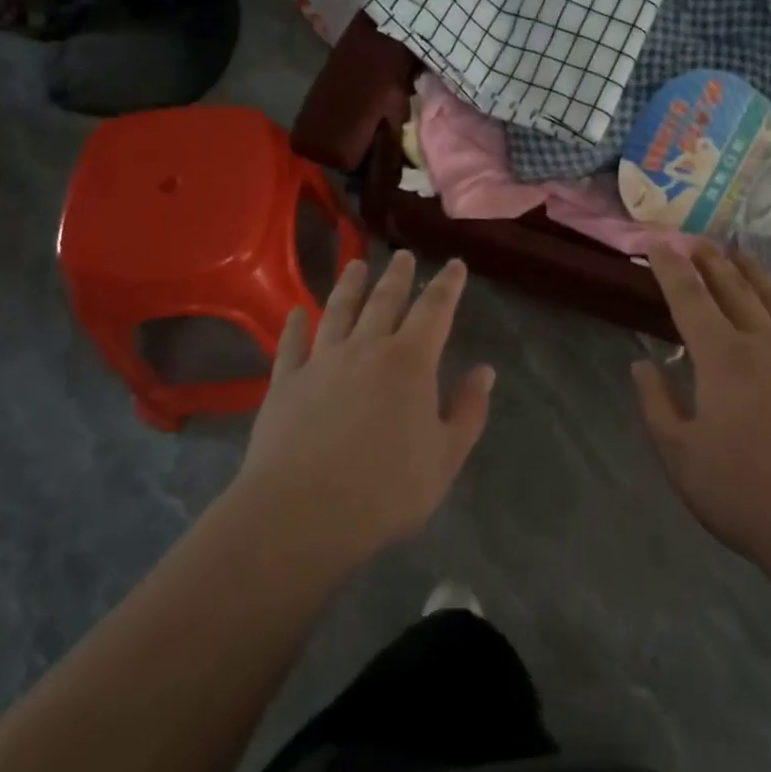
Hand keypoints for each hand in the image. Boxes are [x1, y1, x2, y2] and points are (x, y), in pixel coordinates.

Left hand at [234, 252, 492, 563]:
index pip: (434, 309)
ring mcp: (321, 362)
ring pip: (338, 311)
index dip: (447, 284)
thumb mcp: (445, 458)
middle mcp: (366, 348)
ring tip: (356, 264)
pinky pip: (291, 344)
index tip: (454, 265)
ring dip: (349, 285)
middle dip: (398, 276)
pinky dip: (295, 325)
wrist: (301, 514)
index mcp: (410, 361)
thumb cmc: (384, 489)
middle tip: (403, 256)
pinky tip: (296, 312)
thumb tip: (485, 371)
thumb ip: (468, 411)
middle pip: (385, 300)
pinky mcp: (285, 383)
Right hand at [633, 243, 770, 575]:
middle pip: (733, 288)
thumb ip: (657, 406)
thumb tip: (642, 365)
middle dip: (710, 261)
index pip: (689, 298)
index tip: (658, 244)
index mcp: (722, 357)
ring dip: (752, 272)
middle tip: (695, 241)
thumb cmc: (749, 493)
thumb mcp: (682, 457)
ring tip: (739, 254)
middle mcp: (763, 343)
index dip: (671, 268)